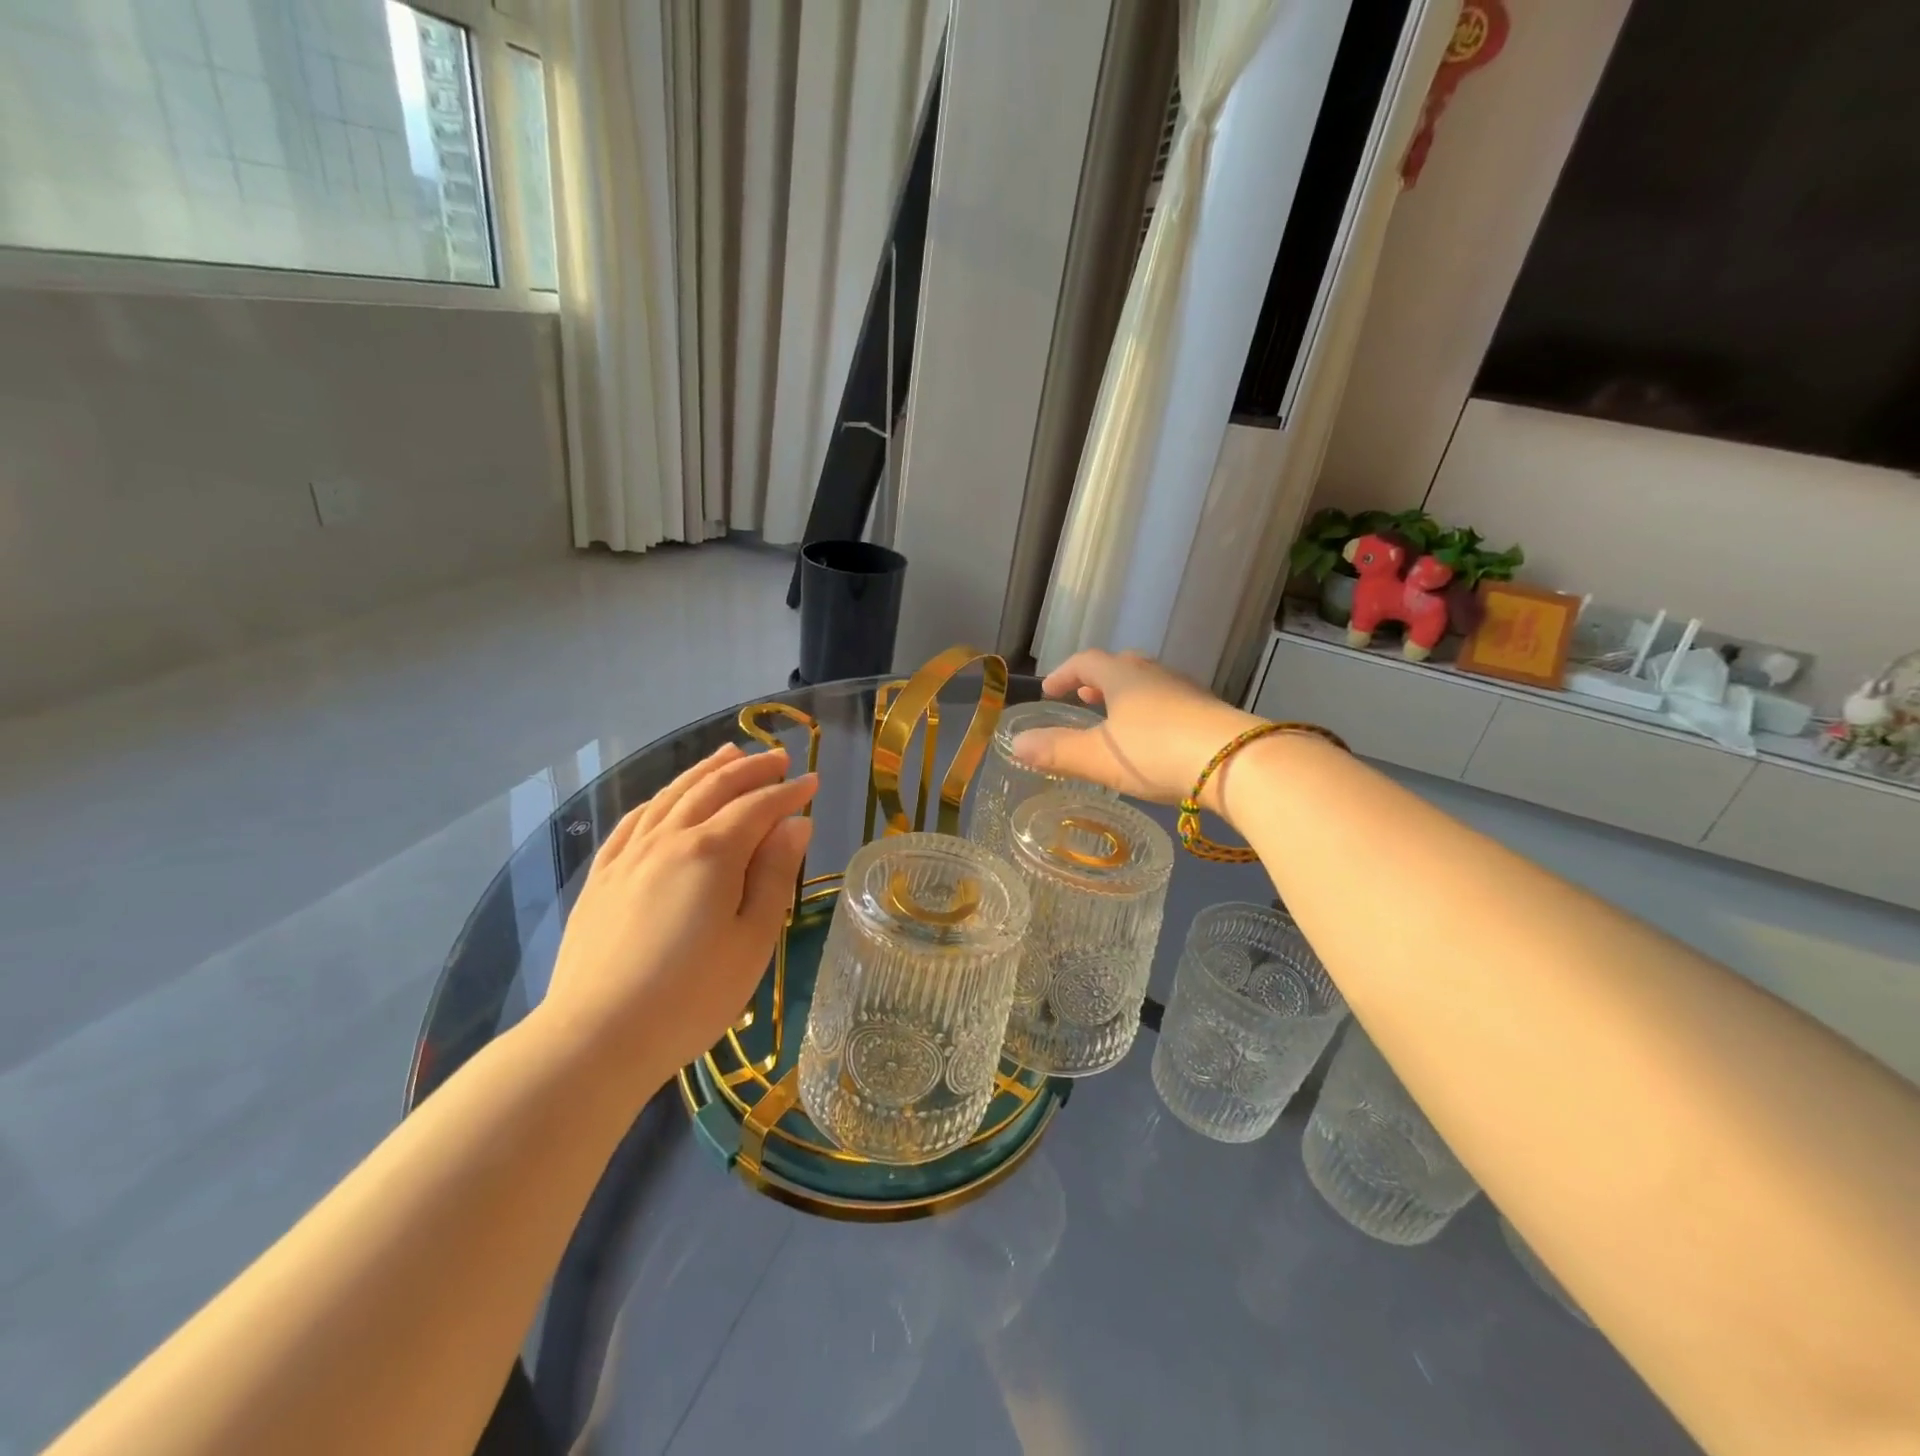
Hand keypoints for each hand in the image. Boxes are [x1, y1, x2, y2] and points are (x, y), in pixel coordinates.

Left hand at [538, 744, 816, 1084]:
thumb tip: (796, 826)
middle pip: (714, 788)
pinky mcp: (602, 877)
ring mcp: (628, 855)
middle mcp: (668, 839)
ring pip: (671, 795)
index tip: (813, 782)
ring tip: (728, 754)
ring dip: (705, 771)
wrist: (597, 1037)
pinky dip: (659, 798)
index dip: (789, 792)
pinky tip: (667, 798)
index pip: (758, 806)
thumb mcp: (752, 940)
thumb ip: (774, 875)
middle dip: (750, 769)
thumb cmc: (691, 996)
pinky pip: (633, 820)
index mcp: (711, 853)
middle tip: (779, 758)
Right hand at [1011, 650, 1259, 812]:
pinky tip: (1156, 739)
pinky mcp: (1211, 713)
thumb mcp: (1099, 756)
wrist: (1236, 762)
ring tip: (1117, 717)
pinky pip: (1172, 703)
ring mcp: (1188, 692)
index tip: (1048, 691)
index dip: (1064, 673)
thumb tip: (1016, 743)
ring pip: (1150, 683)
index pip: (1086, 662)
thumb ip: (1057, 751)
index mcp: (1124, 677)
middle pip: (1122, 666)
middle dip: (1098, 680)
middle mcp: (1156, 675)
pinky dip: (1153, 712)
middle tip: (1084, 698)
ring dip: (1128, 695)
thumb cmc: (1157, 751)